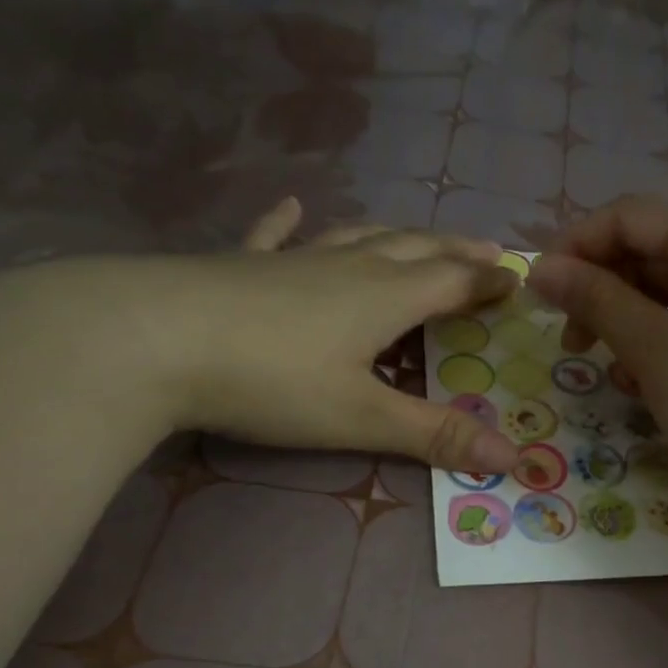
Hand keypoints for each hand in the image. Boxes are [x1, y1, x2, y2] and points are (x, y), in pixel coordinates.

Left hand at [27, 198, 521, 475]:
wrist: (149, 339)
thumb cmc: (270, 380)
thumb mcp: (361, 417)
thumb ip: (435, 436)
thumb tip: (514, 461)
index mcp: (383, 297)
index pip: (452, 282)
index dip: (488, 283)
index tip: (518, 280)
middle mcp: (347, 267)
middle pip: (415, 250)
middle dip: (456, 253)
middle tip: (486, 253)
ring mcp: (291, 261)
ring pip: (359, 237)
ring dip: (397, 236)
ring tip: (419, 237)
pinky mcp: (240, 266)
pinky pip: (276, 237)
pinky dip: (290, 223)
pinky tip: (293, 206)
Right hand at [530, 197, 667, 497]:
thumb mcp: (652, 348)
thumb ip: (595, 300)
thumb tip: (540, 268)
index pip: (628, 219)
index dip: (576, 248)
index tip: (540, 293)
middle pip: (651, 253)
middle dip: (604, 292)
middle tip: (572, 342)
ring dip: (630, 324)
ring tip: (614, 372)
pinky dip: (664, 343)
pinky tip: (648, 384)